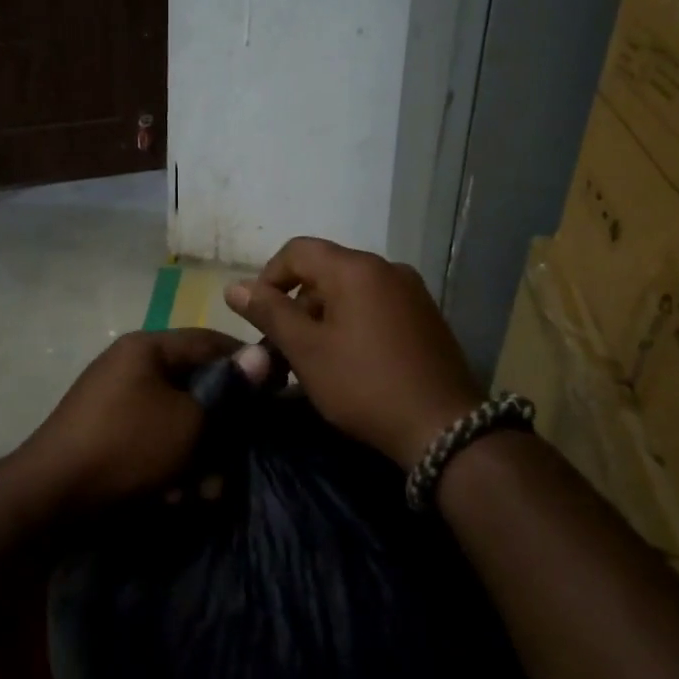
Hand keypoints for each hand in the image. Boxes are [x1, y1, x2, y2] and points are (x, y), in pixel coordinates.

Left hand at [19, 328, 243, 508]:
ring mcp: (115, 403)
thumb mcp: (189, 421)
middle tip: (237, 457)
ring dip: (196, 456)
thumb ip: (229, 390)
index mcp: (147, 348)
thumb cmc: (128, 447)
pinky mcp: (107, 436)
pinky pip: (152, 442)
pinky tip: (172, 498)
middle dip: (219, 428)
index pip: (210, 341)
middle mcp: (130, 368)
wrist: (50, 499)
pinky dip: (168, 467)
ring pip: (176, 422)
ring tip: (201, 492)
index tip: (277, 389)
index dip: (247, 363)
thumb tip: (263, 354)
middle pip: (195, 386)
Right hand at [225, 237, 483, 467]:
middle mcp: (386, 268)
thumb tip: (234, 286)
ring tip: (312, 359)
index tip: (258, 317)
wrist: (444, 428)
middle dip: (296, 303)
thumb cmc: (364, 385)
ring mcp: (411, 291)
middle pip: (325, 270)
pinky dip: (352, 323)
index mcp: (355, 268)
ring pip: (350, 290)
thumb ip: (269, 313)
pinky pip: (376, 306)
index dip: (268, 277)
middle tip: (282, 347)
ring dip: (323, 316)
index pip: (297, 250)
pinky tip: (349, 361)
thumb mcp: (307, 351)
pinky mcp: (425, 316)